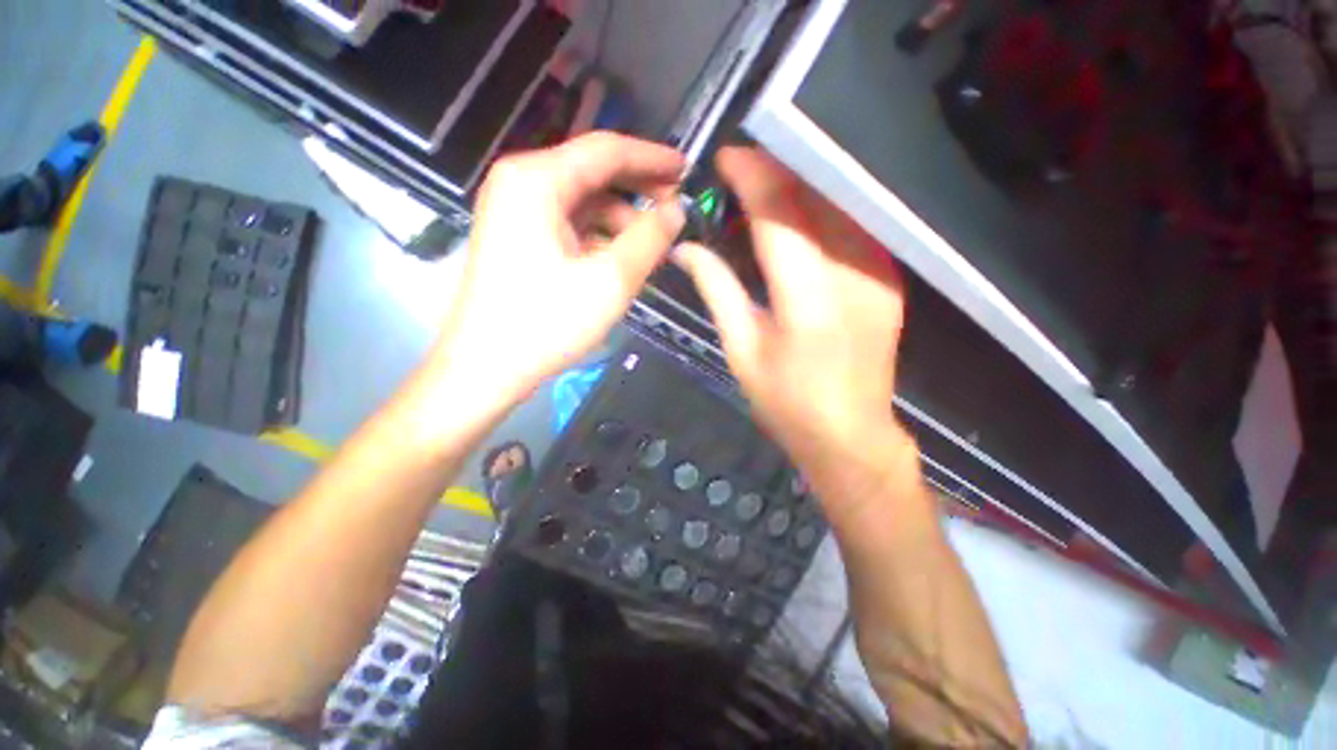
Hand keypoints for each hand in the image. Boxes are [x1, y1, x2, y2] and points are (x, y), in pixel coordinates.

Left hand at [440, 132, 685, 402]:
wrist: (487, 366)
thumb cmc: (547, 322)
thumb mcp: (610, 280)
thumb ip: (650, 238)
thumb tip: (677, 211)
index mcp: (538, 180)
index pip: (607, 150)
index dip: (653, 157)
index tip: (687, 169)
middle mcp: (523, 183)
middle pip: (593, 172)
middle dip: (638, 188)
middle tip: (676, 208)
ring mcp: (517, 211)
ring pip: (584, 201)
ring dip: (621, 218)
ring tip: (653, 245)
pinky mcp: (520, 237)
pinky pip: (570, 224)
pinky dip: (601, 235)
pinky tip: (622, 257)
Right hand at [674, 147, 907, 469]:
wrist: (850, 436)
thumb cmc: (786, 403)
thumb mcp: (741, 350)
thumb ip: (717, 290)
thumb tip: (686, 249)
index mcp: (808, 300)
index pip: (780, 214)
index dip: (752, 176)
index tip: (727, 158)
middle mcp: (854, 276)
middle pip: (816, 197)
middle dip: (777, 171)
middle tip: (741, 170)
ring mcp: (881, 275)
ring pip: (839, 204)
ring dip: (800, 188)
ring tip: (764, 189)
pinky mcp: (890, 280)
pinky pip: (854, 227)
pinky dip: (823, 211)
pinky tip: (798, 217)